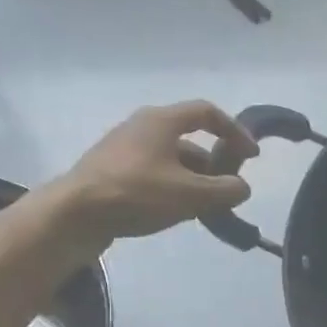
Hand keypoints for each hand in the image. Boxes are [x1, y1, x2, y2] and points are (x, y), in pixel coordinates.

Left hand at [55, 101, 258, 239]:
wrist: (74, 214)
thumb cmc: (137, 193)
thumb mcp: (191, 194)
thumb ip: (226, 189)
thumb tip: (241, 187)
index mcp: (161, 121)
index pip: (208, 113)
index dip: (235, 131)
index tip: (252, 156)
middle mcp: (142, 127)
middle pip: (191, 138)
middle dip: (216, 163)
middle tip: (229, 187)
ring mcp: (125, 149)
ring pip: (173, 159)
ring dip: (196, 179)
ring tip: (208, 206)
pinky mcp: (114, 171)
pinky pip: (156, 173)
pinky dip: (176, 187)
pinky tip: (179, 211)